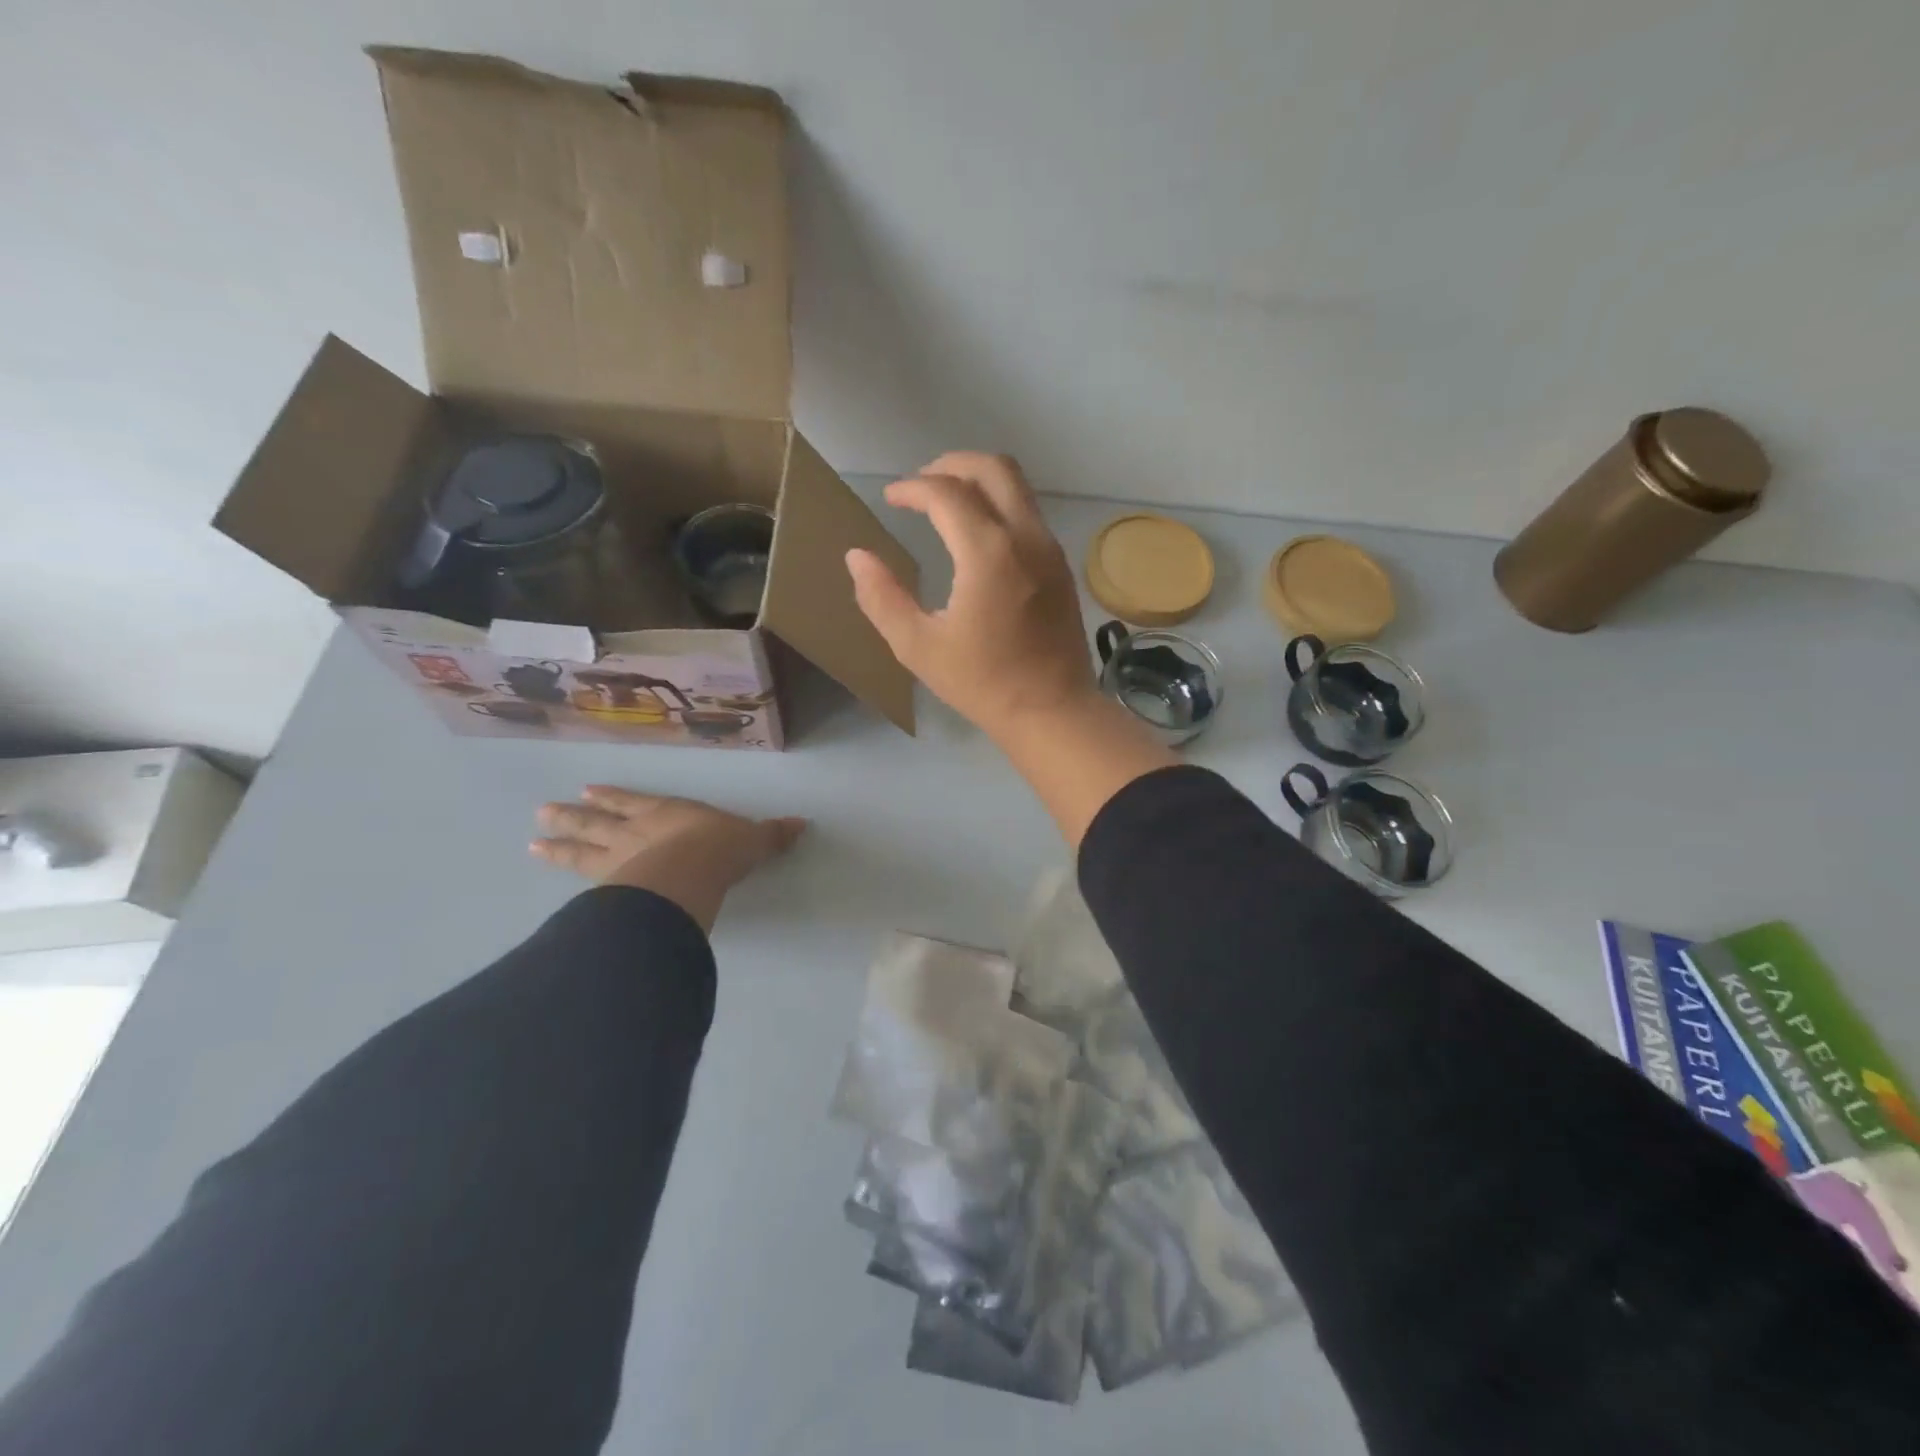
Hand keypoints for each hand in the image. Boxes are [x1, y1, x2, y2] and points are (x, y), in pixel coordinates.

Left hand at [531, 787, 806, 931]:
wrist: (690, 873)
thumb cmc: (719, 849)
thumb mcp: (752, 840)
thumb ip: (771, 835)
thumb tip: (802, 824)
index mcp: (666, 814)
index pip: (634, 802)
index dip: (614, 798)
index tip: (590, 791)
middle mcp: (634, 833)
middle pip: (598, 822)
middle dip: (574, 817)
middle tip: (544, 812)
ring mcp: (617, 861)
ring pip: (581, 850)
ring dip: (560, 846)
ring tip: (533, 843)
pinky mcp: (609, 889)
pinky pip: (584, 884)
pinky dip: (567, 880)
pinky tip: (553, 884)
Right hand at [844, 452, 1097, 741]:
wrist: (1052, 711)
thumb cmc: (982, 683)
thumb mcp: (918, 647)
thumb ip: (882, 597)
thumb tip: (858, 557)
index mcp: (987, 553)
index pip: (946, 493)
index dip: (912, 488)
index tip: (890, 499)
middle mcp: (1025, 537)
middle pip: (993, 468)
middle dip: (951, 465)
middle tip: (921, 484)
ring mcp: (1050, 549)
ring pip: (1017, 487)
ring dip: (979, 481)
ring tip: (946, 503)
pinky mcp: (1061, 566)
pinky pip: (1029, 513)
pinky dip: (1000, 505)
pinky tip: (978, 536)